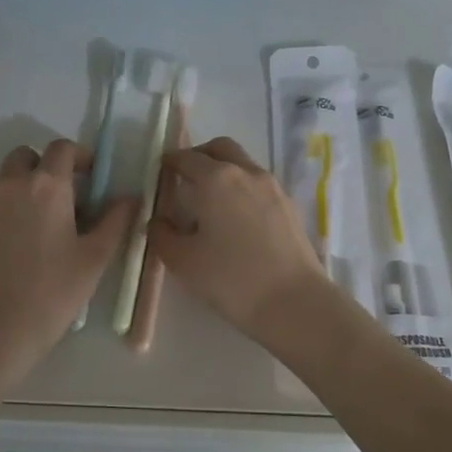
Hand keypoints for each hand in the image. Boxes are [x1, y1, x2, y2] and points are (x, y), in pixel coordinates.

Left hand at [0, 139, 133, 382]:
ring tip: (41, 227)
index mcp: (46, 186)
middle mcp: (10, 186)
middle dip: (45, 167)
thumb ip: (116, 220)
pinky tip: (17, 249)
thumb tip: (130, 197)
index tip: (92, 177)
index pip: (62, 149)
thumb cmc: (53, 292)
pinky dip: (6, 213)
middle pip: (26, 156)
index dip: (80, 156)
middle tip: (64, 198)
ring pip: (5, 181)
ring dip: (24, 189)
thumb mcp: (95, 257)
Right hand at [149, 136, 340, 344]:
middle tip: (185, 177)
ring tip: (210, 203)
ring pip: (243, 164)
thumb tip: (158, 221)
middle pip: (220, 149)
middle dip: (200, 155)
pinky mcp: (290, 207)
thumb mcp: (182, 261)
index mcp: (216, 179)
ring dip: (224, 172)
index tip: (160, 173)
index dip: (170, 163)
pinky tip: (236, 220)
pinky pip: (259, 186)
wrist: (293, 302)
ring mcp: (273, 188)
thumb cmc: (230, 279)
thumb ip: (162, 235)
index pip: (186, 158)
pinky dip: (243, 189)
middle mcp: (246, 173)